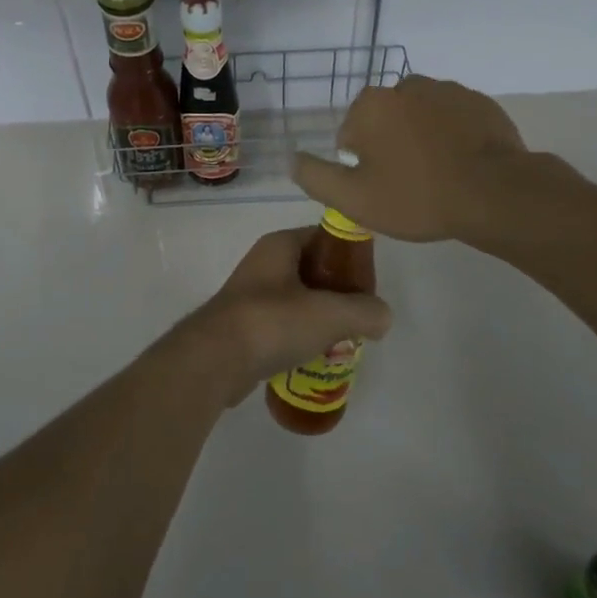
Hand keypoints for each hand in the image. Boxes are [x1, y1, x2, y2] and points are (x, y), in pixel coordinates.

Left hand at [172, 227, 391, 406]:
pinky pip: (283, 325)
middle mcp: (263, 263)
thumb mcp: (331, 313)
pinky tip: (316, 356)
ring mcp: (251, 295)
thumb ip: (365, 311)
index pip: (324, 236)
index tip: (370, 280)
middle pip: (313, 269)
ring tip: (345, 338)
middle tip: (362, 312)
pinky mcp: (244, 326)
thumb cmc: (273, 322)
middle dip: (339, 290)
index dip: (350, 254)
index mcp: (280, 245)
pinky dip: (301, 336)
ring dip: (321, 316)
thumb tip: (382, 317)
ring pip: (299, 299)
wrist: (215, 361)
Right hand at [292, 75, 549, 243]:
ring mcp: (448, 90)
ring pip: (420, 118)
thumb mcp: (353, 198)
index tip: (381, 188)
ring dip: (422, 139)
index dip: (361, 165)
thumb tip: (293, 159)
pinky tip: (463, 167)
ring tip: (439, 177)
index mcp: (371, 104)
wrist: (495, 193)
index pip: (350, 134)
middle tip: (409, 186)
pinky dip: (453, 137)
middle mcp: (406, 85)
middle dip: (391, 147)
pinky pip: (454, 120)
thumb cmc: (416, 196)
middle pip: (386, 121)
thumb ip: (315, 176)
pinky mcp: (481, 102)